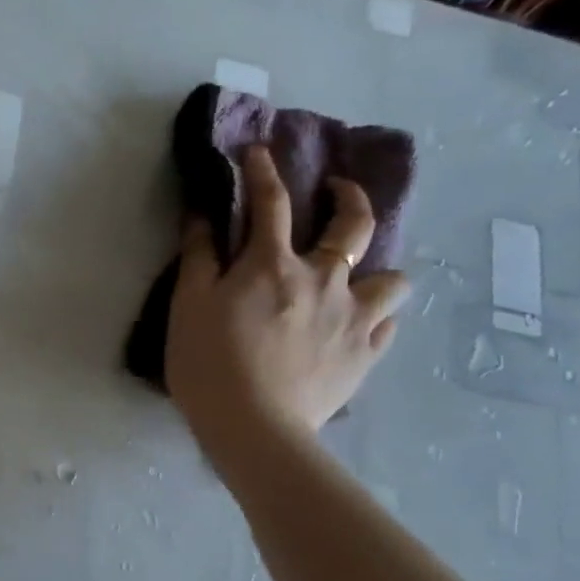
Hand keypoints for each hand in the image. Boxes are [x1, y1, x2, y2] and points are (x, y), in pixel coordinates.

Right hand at [166, 144, 409, 449]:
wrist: (253, 427)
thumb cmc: (209, 364)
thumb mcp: (188, 306)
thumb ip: (199, 257)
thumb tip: (203, 214)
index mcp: (273, 264)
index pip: (271, 202)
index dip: (264, 172)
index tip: (259, 153)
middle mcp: (324, 279)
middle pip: (353, 224)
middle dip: (348, 197)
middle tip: (339, 191)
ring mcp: (353, 317)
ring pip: (391, 279)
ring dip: (377, 271)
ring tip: (361, 279)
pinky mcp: (366, 355)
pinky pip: (388, 326)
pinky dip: (376, 319)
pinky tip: (362, 326)